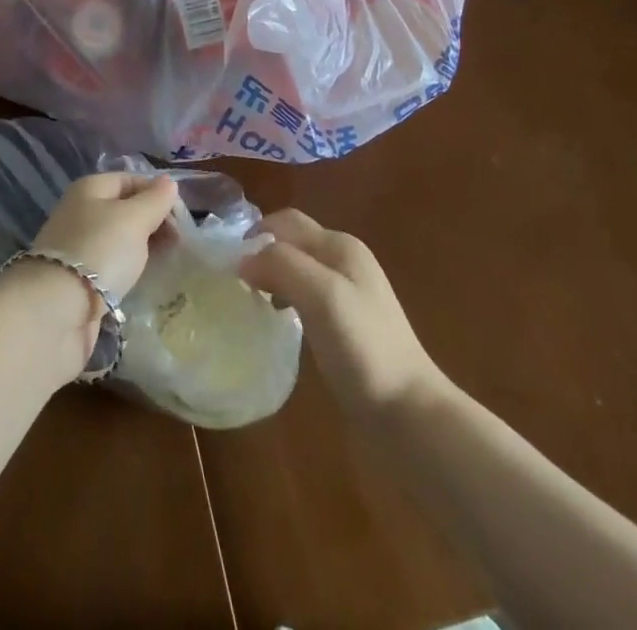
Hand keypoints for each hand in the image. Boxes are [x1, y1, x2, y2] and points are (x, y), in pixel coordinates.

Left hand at [32, 172, 178, 298]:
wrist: (56, 310)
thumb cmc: (99, 250)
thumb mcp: (134, 218)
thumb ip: (155, 200)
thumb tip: (169, 183)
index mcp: (90, 188)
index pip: (132, 180)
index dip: (158, 194)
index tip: (183, 218)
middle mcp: (81, 212)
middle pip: (125, 209)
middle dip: (153, 222)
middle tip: (179, 242)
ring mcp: (77, 246)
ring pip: (119, 239)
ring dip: (143, 247)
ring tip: (167, 261)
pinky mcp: (77, 279)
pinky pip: (111, 265)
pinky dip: (128, 269)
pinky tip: (142, 279)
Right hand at [239, 208, 438, 416]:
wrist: (408, 414)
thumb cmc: (363, 348)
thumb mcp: (320, 295)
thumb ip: (282, 265)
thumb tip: (242, 259)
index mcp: (340, 246)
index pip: (287, 222)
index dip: (256, 235)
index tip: (228, 265)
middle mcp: (345, 261)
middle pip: (293, 242)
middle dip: (263, 254)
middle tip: (235, 282)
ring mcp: (349, 294)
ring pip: (298, 269)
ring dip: (273, 277)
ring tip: (252, 301)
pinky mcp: (347, 325)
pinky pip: (306, 297)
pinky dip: (286, 299)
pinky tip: (280, 322)